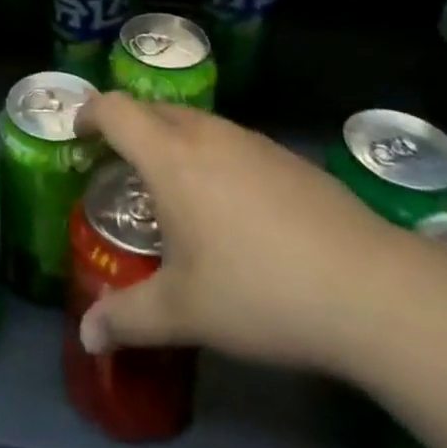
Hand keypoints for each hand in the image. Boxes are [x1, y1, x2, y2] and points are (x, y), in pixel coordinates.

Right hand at [74, 94, 415, 375]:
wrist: (369, 287)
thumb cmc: (258, 291)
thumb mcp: (184, 312)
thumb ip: (128, 319)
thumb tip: (86, 338)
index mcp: (170, 157)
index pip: (116, 109)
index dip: (90, 112)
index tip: (77, 132)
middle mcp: (207, 134)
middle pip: (154, 109)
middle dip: (128, 128)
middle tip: (119, 167)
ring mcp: (252, 141)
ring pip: (196, 123)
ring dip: (172, 141)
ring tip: (173, 190)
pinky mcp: (287, 157)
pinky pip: (231, 142)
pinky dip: (211, 156)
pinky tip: (232, 208)